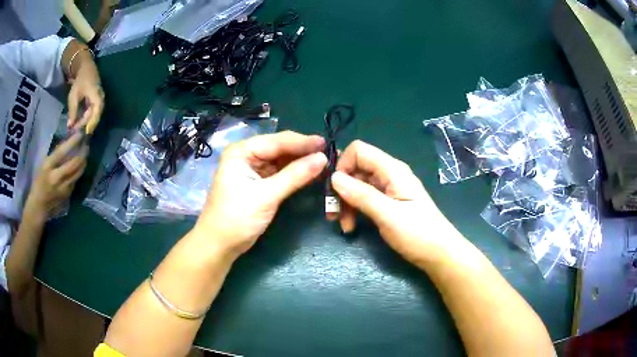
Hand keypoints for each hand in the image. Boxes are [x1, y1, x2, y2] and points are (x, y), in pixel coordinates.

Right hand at [26, 133, 87, 218]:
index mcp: (48, 167)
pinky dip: (79, 171)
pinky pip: (75, 180)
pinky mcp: (67, 194)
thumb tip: (68, 141)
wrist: (39, 204)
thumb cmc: (39, 180)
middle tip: (86, 144)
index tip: (80, 133)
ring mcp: (63, 187)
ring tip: (85, 152)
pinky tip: (80, 165)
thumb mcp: (44, 164)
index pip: (61, 152)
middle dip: (82, 152)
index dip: (72, 142)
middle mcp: (56, 177)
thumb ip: (55, 155)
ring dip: (84, 161)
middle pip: (74, 163)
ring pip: (78, 172)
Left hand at [67, 64, 103, 133]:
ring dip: (85, 123)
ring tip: (77, 129)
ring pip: (94, 116)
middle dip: (85, 126)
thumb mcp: (74, 95)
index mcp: (97, 98)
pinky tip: (80, 122)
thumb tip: (70, 126)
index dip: (87, 126)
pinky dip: (86, 119)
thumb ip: (72, 111)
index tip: (79, 134)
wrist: (86, 68)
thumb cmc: (80, 80)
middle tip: (75, 132)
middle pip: (94, 118)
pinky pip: (93, 113)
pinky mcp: (97, 102)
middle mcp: (101, 101)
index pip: (94, 116)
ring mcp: (100, 101)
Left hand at [192, 131, 326, 258]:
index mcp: (242, 151)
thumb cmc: (237, 217)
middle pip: (280, 148)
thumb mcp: (267, 195)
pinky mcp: (259, 182)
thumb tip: (323, 158)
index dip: (303, 142)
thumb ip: (295, 175)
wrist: (220, 244)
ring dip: (302, 162)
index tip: (327, 144)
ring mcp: (253, 169)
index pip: (277, 141)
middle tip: (330, 153)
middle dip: (304, 151)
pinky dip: (296, 174)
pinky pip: (281, 173)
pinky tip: (312, 173)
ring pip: (282, 160)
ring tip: (326, 162)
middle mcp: (247, 155)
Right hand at [331, 140, 449, 263]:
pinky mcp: (388, 203)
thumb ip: (361, 194)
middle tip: (332, 214)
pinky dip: (355, 210)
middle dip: (341, 189)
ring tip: (344, 226)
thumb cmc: (417, 234)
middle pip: (356, 169)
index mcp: (392, 170)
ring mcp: (389, 189)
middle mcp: (389, 174)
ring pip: (358, 185)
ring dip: (346, 203)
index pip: (359, 150)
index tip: (335, 189)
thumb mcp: (387, 214)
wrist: (439, 253)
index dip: (343, 165)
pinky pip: (365, 199)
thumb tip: (334, 177)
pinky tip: (351, 227)